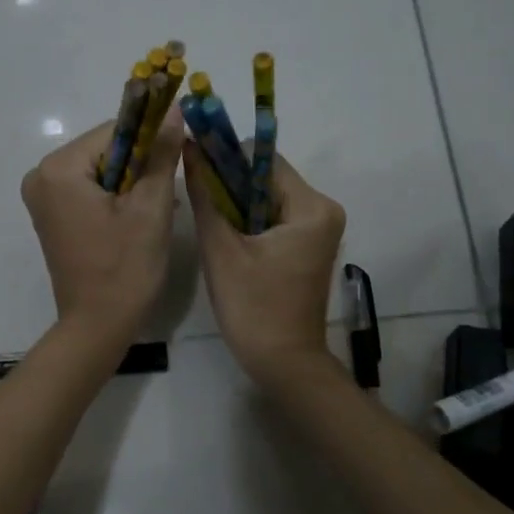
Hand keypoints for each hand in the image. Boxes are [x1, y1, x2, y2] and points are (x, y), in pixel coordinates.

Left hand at [21, 110, 186, 350]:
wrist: (98, 326)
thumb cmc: (125, 268)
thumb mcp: (150, 207)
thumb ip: (161, 154)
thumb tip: (175, 112)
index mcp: (58, 169)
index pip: (116, 129)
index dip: (152, 138)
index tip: (179, 155)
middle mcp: (42, 177)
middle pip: (107, 149)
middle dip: (141, 165)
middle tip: (168, 194)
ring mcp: (44, 199)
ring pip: (102, 171)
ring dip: (133, 183)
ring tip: (158, 210)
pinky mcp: (53, 217)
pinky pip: (91, 191)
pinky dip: (117, 198)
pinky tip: (139, 219)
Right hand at [183, 144, 345, 383]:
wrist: (284, 364)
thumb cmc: (253, 308)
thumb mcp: (221, 250)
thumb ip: (205, 196)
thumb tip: (190, 149)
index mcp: (312, 207)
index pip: (263, 159)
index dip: (226, 157)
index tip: (194, 166)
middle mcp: (324, 211)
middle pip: (267, 178)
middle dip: (230, 184)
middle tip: (197, 199)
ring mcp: (319, 230)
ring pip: (268, 198)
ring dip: (237, 204)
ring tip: (208, 221)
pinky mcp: (309, 247)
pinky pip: (275, 219)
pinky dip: (250, 222)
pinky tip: (227, 239)